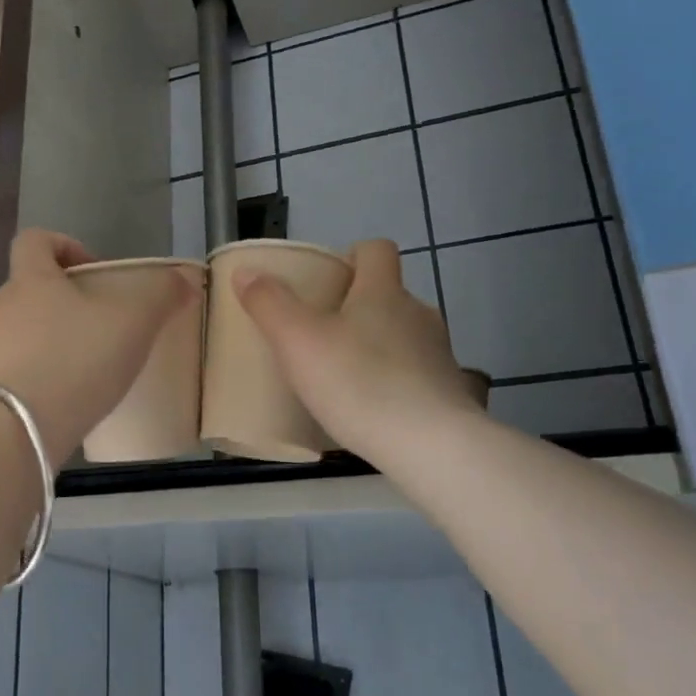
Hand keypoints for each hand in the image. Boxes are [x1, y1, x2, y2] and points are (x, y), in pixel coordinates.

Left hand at [0, 230, 193, 462]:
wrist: (15, 430)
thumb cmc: (74, 361)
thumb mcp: (132, 323)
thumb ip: (160, 295)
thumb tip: (185, 279)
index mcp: (29, 279)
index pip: (35, 240)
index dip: (65, 245)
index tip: (93, 271)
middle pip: (30, 288)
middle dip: (65, 302)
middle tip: (100, 327)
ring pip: (21, 330)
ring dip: (51, 340)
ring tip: (86, 367)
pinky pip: (14, 368)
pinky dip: (38, 374)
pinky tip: (65, 397)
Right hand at [235, 238, 478, 461]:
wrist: (429, 445)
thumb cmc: (358, 382)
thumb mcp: (297, 341)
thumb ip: (269, 303)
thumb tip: (246, 271)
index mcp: (383, 291)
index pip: (377, 250)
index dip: (352, 256)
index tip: (326, 278)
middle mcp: (417, 313)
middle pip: (387, 295)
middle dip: (357, 307)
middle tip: (320, 333)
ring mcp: (438, 354)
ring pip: (402, 335)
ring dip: (375, 346)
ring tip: (342, 374)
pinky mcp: (448, 392)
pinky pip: (413, 374)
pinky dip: (392, 382)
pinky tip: (368, 408)